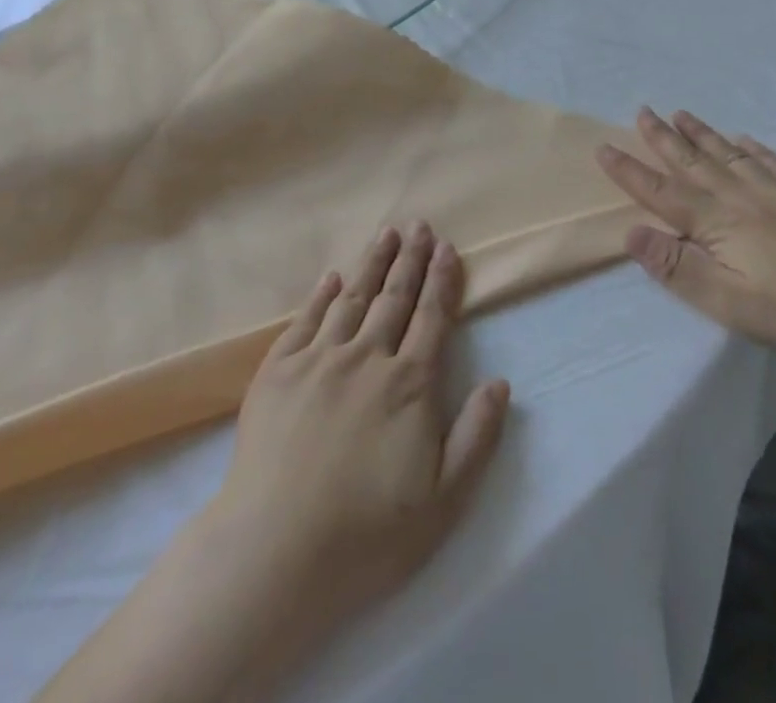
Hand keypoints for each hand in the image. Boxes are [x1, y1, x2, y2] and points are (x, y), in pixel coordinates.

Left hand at [37, 228, 508, 702]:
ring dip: (372, 263)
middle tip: (419, 225)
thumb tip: (500, 382)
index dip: (442, 280)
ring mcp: (318, 360)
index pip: (431, 317)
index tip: (448, 248)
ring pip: (353, 298)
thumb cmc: (367, 534)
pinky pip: (306, 319)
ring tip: (385, 234)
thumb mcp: (444, 500)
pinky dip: (322, 294)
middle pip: (394, 297)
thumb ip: (477, 437)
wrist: (275, 551)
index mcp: (409, 384)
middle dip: (411, 258)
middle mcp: (366, 358)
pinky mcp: (278, 371)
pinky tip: (332, 276)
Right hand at [596, 108, 775, 361]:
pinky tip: (745, 139)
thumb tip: (631, 231)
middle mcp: (740, 197)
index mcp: (716, 222)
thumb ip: (675, 266)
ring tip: (681, 113)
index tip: (604, 147)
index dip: (630, 170)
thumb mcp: (724, 300)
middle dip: (663, 137)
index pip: (661, 191)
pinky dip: (754, 147)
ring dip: (702, 134)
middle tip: (642, 110)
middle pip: (693, 161)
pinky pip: (773, 162)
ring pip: (729, 154)